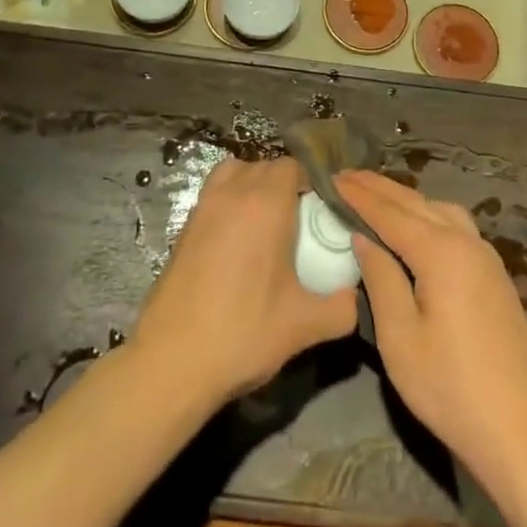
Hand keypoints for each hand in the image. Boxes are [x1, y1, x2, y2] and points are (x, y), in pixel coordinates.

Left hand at [131, 157, 358, 405]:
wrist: (172, 361)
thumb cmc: (243, 333)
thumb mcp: (304, 326)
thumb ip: (341, 308)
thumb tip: (354, 297)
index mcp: (265, 204)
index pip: (291, 166)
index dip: (309, 181)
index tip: (321, 209)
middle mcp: (233, 194)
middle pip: (263, 166)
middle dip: (284, 183)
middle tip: (300, 220)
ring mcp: (204, 207)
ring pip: (234, 173)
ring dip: (252, 185)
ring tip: (266, 223)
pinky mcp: (184, 227)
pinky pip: (213, 194)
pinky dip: (229, 201)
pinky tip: (238, 243)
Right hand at [336, 171, 526, 486]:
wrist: (524, 432)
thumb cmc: (451, 388)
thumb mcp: (400, 338)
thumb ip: (380, 278)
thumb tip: (363, 237)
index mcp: (440, 252)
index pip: (389, 212)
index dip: (358, 195)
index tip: (331, 177)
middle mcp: (466, 242)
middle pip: (416, 203)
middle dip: (380, 188)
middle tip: (346, 177)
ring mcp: (486, 257)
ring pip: (440, 210)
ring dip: (406, 199)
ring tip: (377, 198)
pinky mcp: (495, 276)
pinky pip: (455, 226)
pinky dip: (428, 215)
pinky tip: (417, 228)